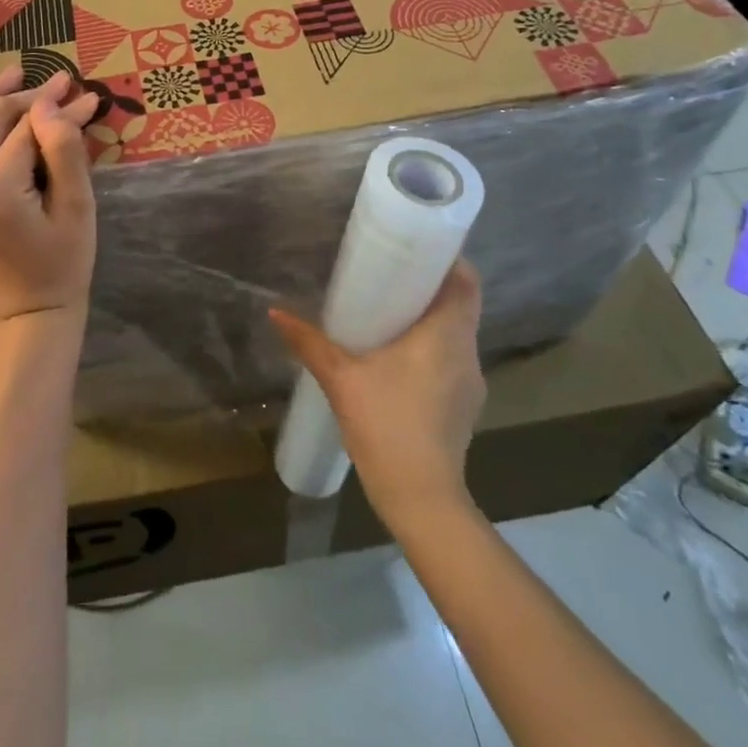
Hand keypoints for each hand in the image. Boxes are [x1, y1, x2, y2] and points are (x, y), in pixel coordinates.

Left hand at [0, 65, 99, 329]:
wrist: (28, 312)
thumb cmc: (64, 263)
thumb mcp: (78, 207)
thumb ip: (65, 150)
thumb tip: (53, 103)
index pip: (26, 129)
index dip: (57, 106)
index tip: (83, 91)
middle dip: (27, 95)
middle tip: (59, 82)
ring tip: (15, 74)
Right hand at [270, 262, 485, 522]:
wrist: (422, 498)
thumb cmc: (387, 425)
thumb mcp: (341, 379)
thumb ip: (310, 343)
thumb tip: (276, 313)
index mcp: (446, 334)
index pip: (465, 281)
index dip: (448, 258)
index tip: (418, 247)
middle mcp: (467, 352)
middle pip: (460, 304)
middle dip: (431, 285)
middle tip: (392, 272)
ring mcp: (470, 382)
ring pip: (456, 333)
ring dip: (431, 317)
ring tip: (391, 309)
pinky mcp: (465, 405)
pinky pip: (452, 359)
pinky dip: (432, 346)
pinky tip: (399, 357)